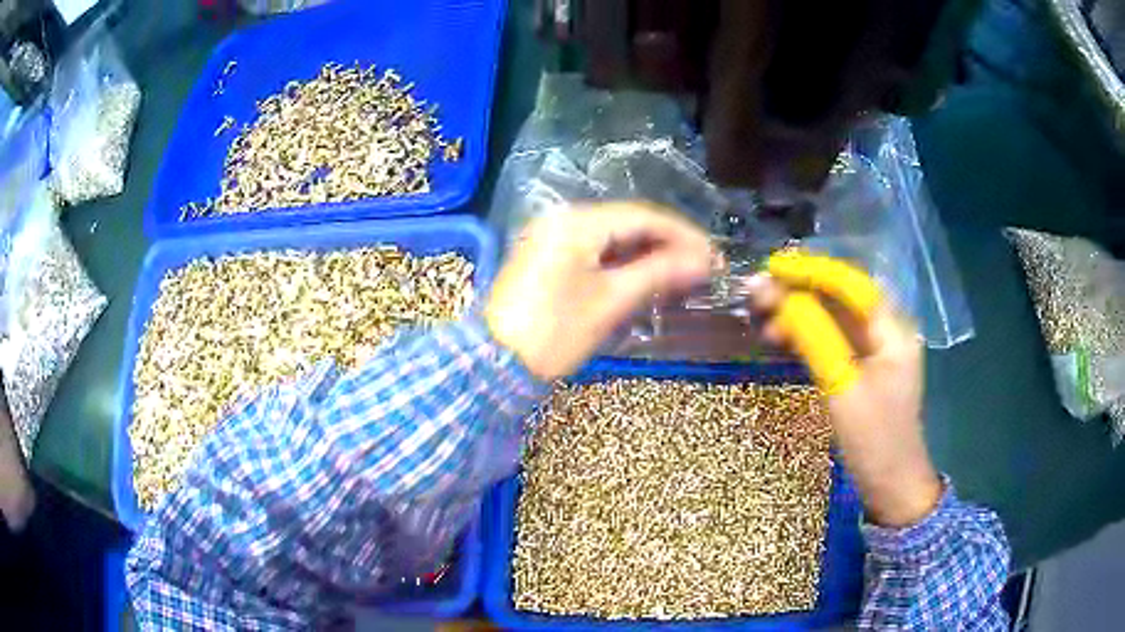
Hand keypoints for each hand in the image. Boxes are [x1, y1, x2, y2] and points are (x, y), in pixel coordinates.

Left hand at [485, 202, 714, 379]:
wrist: (493, 364)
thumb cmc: (554, 333)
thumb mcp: (610, 302)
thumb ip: (659, 273)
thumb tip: (704, 261)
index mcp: (578, 222)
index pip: (643, 217)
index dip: (684, 236)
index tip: (714, 257)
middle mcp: (564, 218)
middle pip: (628, 223)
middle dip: (668, 245)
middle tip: (703, 269)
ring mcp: (552, 236)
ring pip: (613, 238)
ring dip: (648, 254)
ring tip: (681, 276)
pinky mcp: (548, 257)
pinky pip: (595, 251)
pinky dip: (623, 263)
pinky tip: (646, 278)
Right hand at [745, 254, 942, 526]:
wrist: (890, 486)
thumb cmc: (874, 440)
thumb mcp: (843, 387)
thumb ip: (816, 338)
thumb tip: (781, 298)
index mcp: (893, 330)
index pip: (852, 285)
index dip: (812, 272)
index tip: (773, 269)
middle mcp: (885, 332)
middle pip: (840, 299)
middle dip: (799, 292)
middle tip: (756, 295)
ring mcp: (874, 352)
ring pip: (833, 320)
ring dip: (798, 314)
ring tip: (760, 319)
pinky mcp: (861, 370)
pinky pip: (831, 342)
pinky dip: (805, 337)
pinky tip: (779, 338)